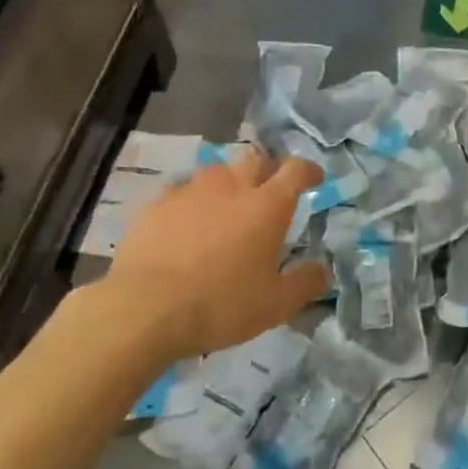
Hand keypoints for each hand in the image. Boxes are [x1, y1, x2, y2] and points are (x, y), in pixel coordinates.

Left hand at [85, 152, 327, 363]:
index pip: (295, 170)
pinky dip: (192, 201)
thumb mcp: (275, 305)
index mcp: (267, 205)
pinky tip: (186, 223)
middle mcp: (232, 186)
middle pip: (256, 159)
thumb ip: (306, 283)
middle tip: (269, 192)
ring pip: (217, 171)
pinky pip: (182, 191)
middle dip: (267, 170)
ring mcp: (191, 191)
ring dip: (228, 183)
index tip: (314, 178)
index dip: (308, 170)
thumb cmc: (220, 304)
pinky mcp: (157, 204)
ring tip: (227, 206)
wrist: (144, 309)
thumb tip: (323, 270)